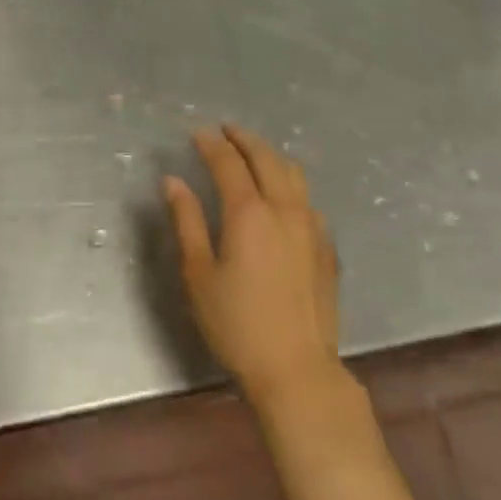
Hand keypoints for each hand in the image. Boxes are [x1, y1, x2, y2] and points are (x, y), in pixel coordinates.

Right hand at [162, 124, 341, 407]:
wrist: (297, 369)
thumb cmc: (237, 324)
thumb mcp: (199, 273)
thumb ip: (187, 221)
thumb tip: (173, 181)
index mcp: (249, 213)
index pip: (228, 163)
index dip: (211, 144)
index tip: (198, 132)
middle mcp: (284, 209)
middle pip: (267, 158)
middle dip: (244, 139)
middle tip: (226, 130)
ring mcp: (312, 227)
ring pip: (294, 175)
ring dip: (271, 156)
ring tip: (254, 154)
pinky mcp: (327, 248)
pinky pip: (308, 201)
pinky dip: (290, 184)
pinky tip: (283, 198)